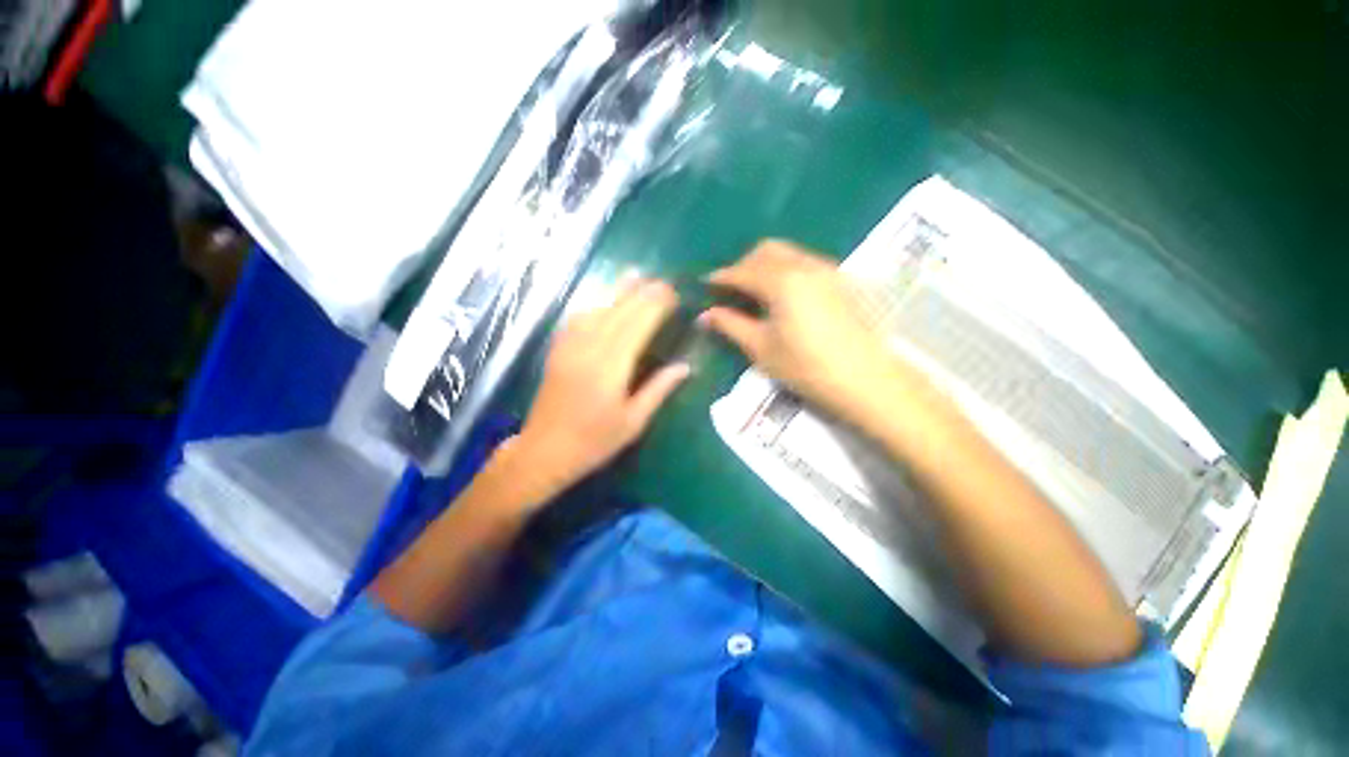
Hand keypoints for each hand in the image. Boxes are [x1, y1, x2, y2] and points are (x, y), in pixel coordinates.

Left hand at [513, 279, 689, 497]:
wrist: (544, 451)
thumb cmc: (594, 442)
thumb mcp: (633, 422)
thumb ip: (659, 390)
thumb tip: (685, 366)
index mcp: (611, 368)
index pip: (637, 325)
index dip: (656, 306)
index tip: (672, 294)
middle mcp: (589, 349)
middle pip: (619, 312)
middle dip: (642, 293)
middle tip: (662, 282)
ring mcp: (569, 347)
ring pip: (597, 309)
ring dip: (618, 291)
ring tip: (636, 277)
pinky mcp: (558, 350)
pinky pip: (577, 319)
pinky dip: (595, 305)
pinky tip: (603, 302)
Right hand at [700, 240, 894, 415]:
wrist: (866, 380)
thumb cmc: (806, 367)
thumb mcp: (762, 348)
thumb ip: (731, 325)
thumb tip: (706, 314)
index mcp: (782, 280)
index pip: (742, 271)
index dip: (721, 278)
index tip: (705, 286)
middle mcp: (805, 265)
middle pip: (766, 251)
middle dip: (743, 265)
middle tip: (731, 291)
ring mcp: (828, 270)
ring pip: (788, 254)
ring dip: (765, 266)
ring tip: (755, 294)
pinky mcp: (841, 281)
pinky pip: (805, 263)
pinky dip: (786, 271)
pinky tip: (783, 297)